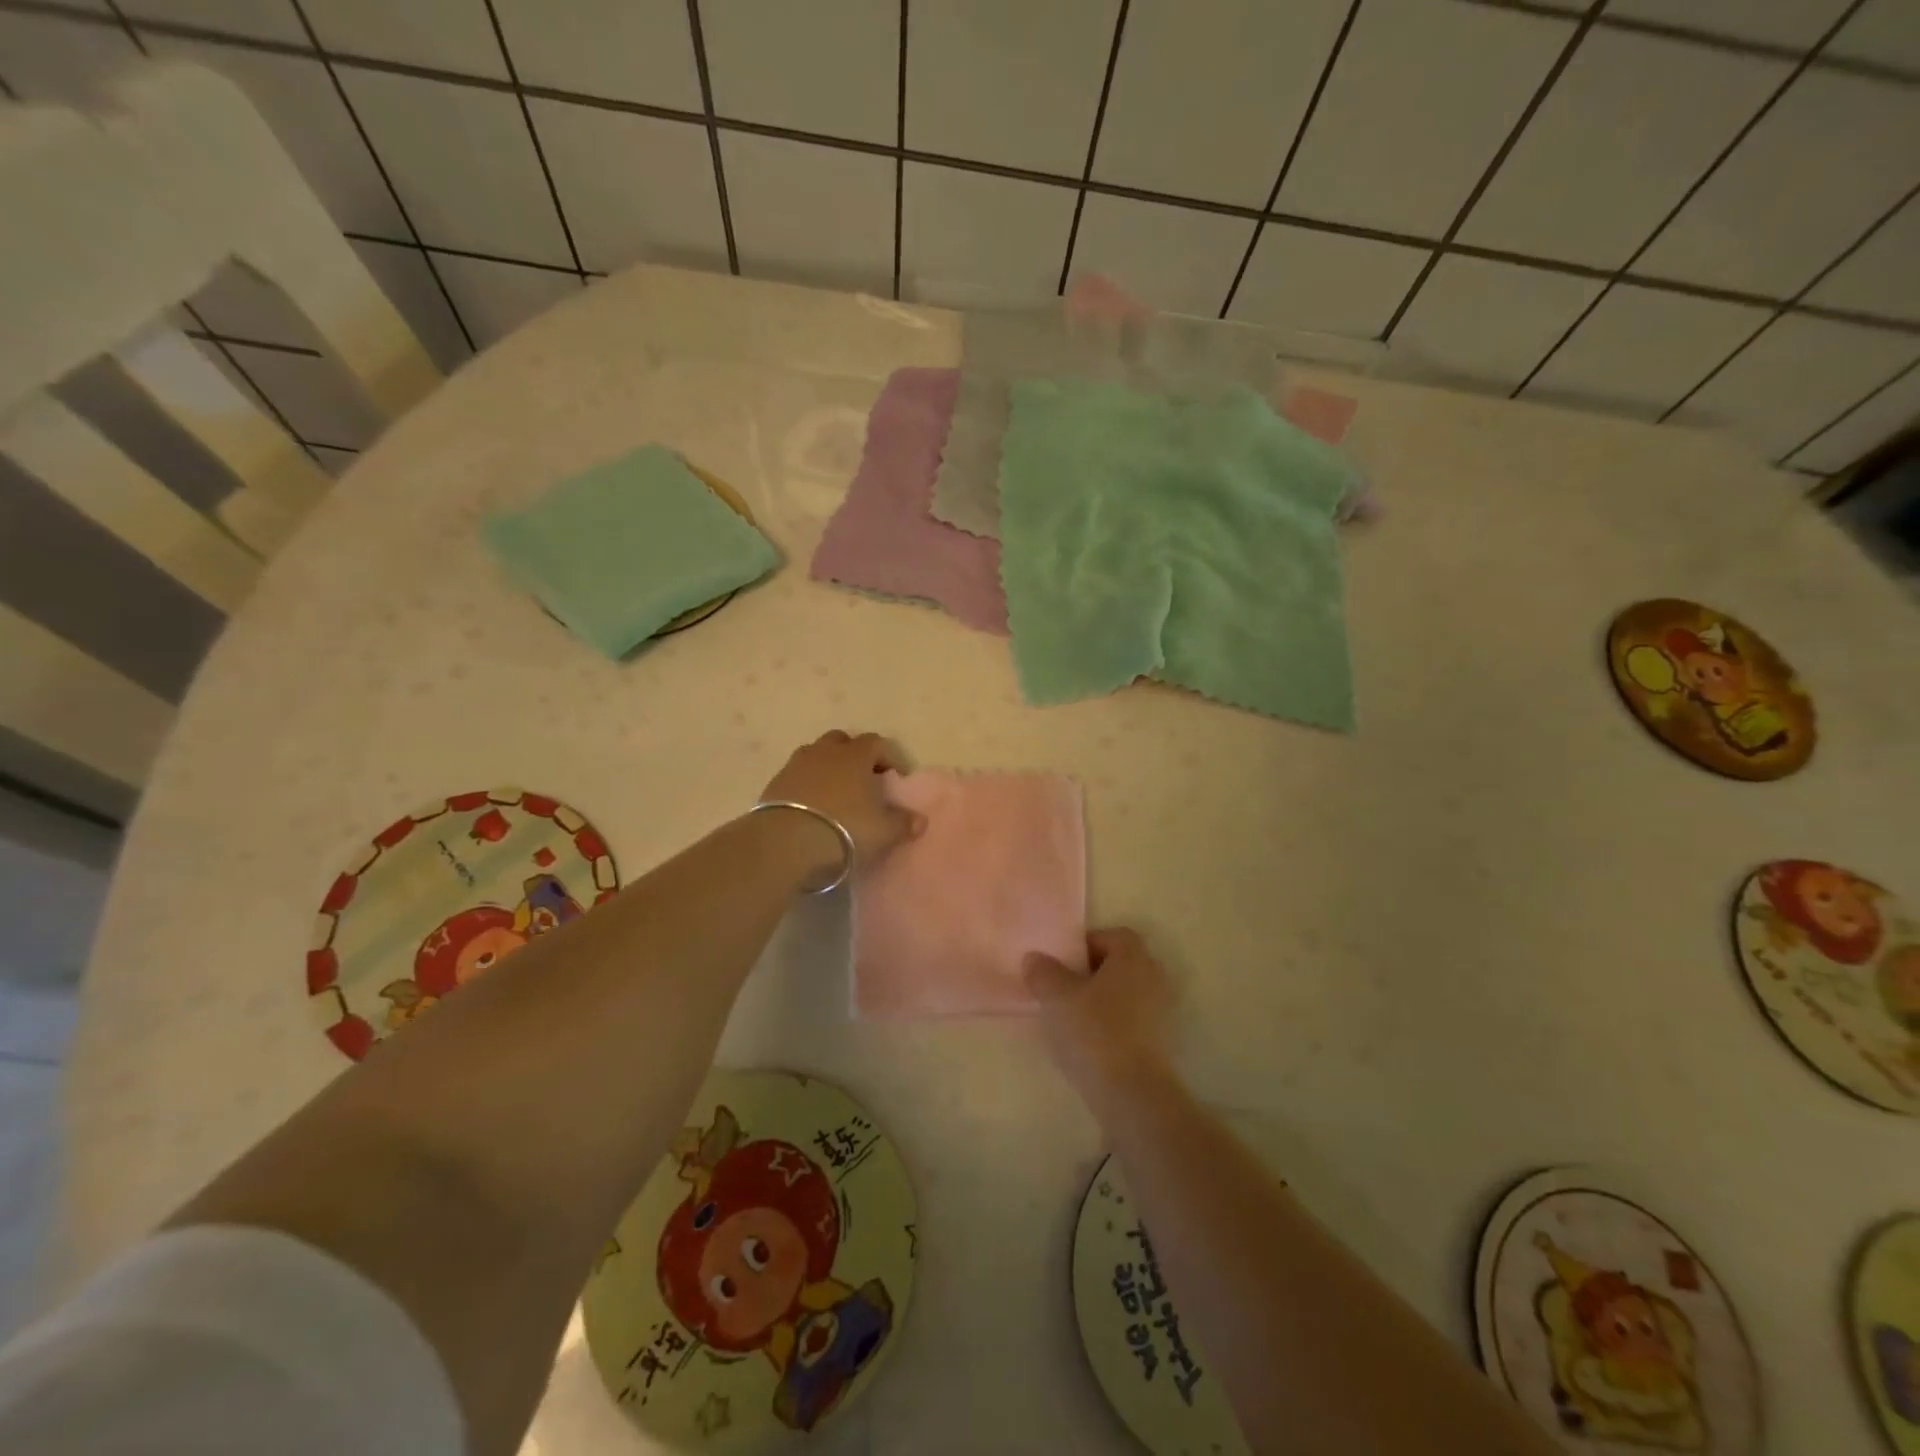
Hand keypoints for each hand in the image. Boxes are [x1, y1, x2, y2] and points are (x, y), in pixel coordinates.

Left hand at [760, 730, 921, 871]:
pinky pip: (796, 775)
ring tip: (836, 792)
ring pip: (816, 754)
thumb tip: (920, 820)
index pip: (877, 743)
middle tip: (864, 778)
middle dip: (855, 755)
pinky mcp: (774, 783)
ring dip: (828, 767)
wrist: (787, 844)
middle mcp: (825, 752)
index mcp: (855, 755)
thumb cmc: (846, 829)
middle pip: (842, 741)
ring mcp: (796, 765)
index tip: (897, 776)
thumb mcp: (883, 831)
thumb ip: (903, 823)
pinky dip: (806, 784)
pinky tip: (811, 806)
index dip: (889, 756)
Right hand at [1024, 927, 1175, 1104]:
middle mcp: (1154, 976)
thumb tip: (1035, 958)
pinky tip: (1091, 1044)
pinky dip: (1114, 1025)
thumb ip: (1043, 973)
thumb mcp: (1056, 998)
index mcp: (1133, 957)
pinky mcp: (1163, 1042)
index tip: (1062, 965)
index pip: (1112, 936)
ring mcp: (1163, 1011)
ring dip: (1103, 1001)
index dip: (1086, 945)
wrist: (1133, 1095)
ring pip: (1127, 994)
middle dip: (1093, 973)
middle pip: (1121, 964)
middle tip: (1064, 990)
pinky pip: (1134, 1020)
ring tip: (1073, 1020)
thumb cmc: (1094, 1033)